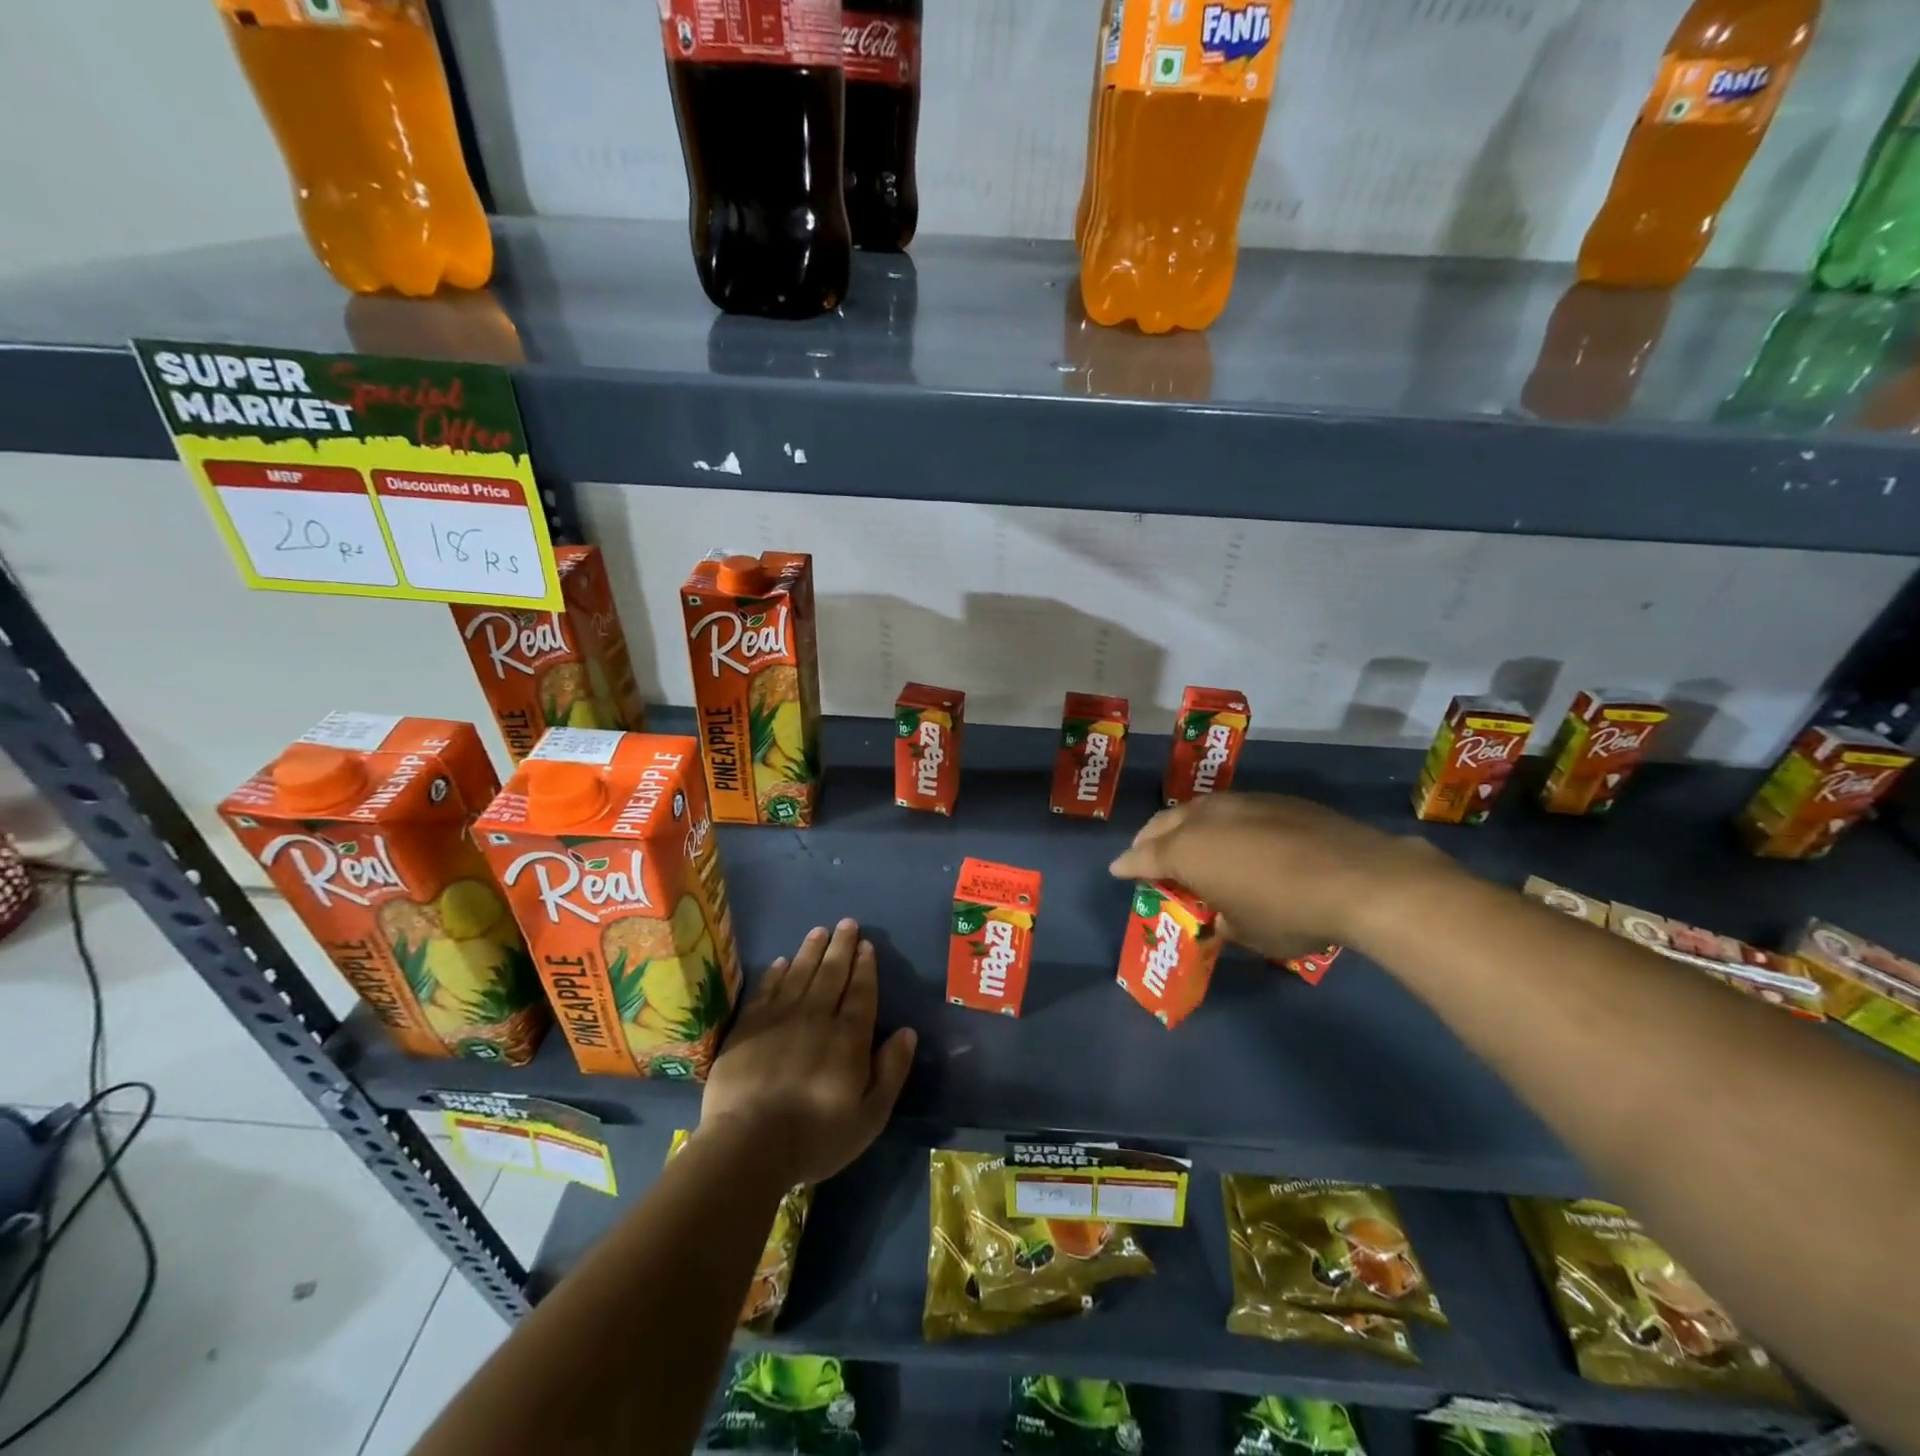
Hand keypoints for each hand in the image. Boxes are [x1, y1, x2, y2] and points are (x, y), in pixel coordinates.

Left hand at [700, 919, 917, 1187]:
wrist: (748, 1145)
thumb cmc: (816, 1137)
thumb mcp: (870, 1115)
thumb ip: (891, 1070)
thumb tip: (907, 1032)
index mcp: (848, 1036)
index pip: (861, 991)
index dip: (865, 966)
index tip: (867, 944)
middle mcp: (816, 1017)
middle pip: (831, 973)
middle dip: (841, 947)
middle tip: (847, 923)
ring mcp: (779, 1019)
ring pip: (799, 974)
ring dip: (811, 951)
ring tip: (819, 931)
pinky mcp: (748, 1027)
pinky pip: (766, 990)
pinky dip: (776, 973)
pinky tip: (781, 962)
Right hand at [1108, 792, 1462, 957]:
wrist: (1359, 878)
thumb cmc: (1289, 913)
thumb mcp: (1246, 932)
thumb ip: (1223, 920)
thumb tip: (1222, 914)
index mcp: (1186, 851)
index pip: (1143, 857)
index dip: (1127, 866)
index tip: (1116, 870)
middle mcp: (1204, 819)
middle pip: (1163, 823)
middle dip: (1149, 838)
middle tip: (1146, 853)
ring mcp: (1241, 803)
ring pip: (1197, 808)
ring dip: (1184, 824)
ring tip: (1186, 838)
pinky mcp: (1275, 800)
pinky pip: (1232, 808)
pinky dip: (1221, 821)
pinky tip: (1237, 835)